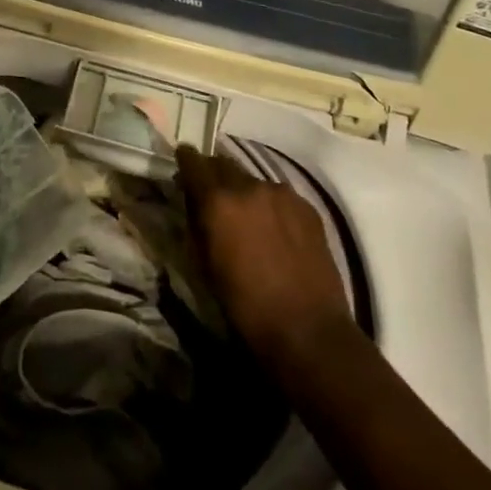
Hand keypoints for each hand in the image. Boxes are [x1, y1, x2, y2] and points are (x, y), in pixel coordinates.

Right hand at [174, 143, 356, 365]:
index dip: (185, 160)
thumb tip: (194, 204)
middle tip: (212, 194)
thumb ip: (197, 224)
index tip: (182, 161)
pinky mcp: (307, 207)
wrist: (308, 330)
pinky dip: (270, 204)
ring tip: (247, 215)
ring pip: (253, 180)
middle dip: (214, 174)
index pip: (193, 162)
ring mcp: (282, 194)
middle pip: (224, 164)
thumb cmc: (245, 305)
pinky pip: (279, 195)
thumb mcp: (205, 265)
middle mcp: (249, 186)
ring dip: (244, 191)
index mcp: (218, 201)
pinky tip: (275, 229)